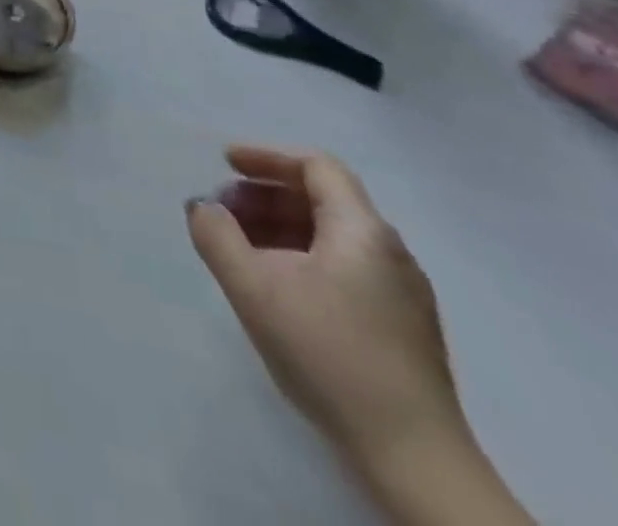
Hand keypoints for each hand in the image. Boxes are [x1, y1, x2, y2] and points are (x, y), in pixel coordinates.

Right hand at [185, 146, 465, 472]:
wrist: (413, 459)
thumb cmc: (329, 354)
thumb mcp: (253, 288)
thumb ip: (217, 236)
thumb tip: (203, 207)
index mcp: (362, 230)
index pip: (316, 167)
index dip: (267, 157)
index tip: (225, 163)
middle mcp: (390, 252)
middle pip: (323, 199)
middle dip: (266, 195)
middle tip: (223, 209)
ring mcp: (402, 294)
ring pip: (333, 236)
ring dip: (281, 228)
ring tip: (241, 247)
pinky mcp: (403, 329)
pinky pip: (345, 268)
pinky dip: (303, 257)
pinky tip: (278, 286)